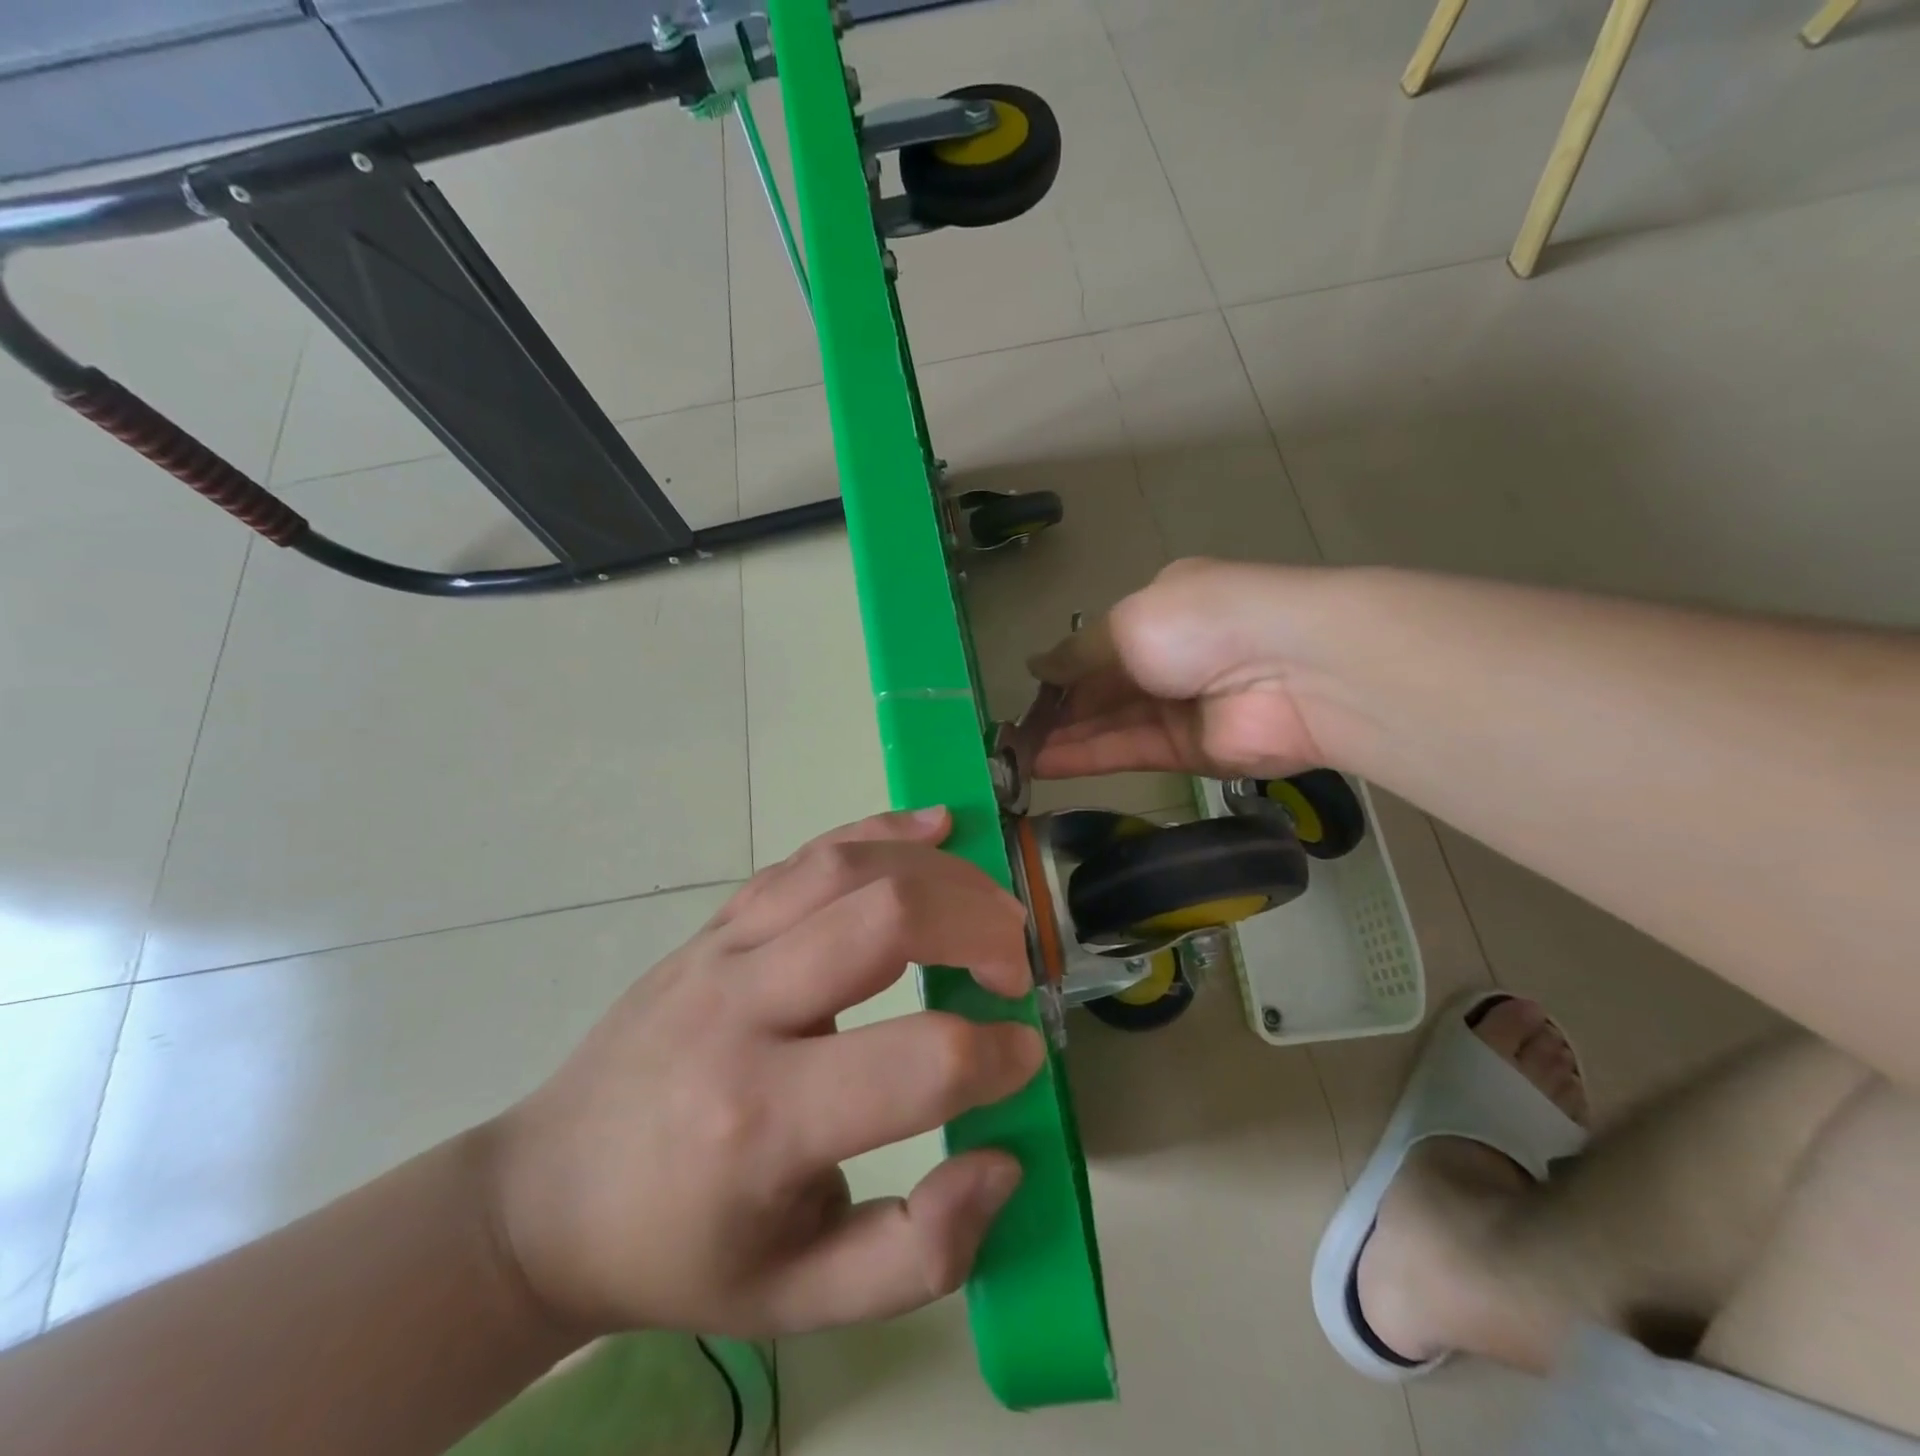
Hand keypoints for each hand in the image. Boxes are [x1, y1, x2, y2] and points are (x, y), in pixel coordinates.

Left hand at [490, 808, 1042, 1338]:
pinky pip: (806, 856)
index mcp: (762, 1122)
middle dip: (980, 928)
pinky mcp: (716, 923)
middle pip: (887, 919)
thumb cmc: (679, 1252)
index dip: (998, 1055)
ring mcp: (721, 949)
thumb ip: (917, 1254)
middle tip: (1014, 963)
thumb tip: (1003, 1158)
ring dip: (939, 871)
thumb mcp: (797, 1302)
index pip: (920, 1062)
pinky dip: (880, 831)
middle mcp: (741, 1011)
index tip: (1023, 1057)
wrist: (548, 1195)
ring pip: (847, 867)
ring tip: (991, 901)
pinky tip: (933, 826)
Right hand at [1031, 558, 1340, 780]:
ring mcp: (1182, 707)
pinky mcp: (1190, 752)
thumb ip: (1078, 652)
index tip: (1027, 692)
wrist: (1290, 670)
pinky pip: (1129, 752)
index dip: (1064, 670)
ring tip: (1016, 755)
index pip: (1102, 644)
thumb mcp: (1128, 623)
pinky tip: (1044, 764)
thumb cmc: (1201, 623)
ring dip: (1065, 738)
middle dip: (1059, 710)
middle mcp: (1171, 658)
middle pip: (1104, 689)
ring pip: (1111, 725)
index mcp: (1162, 611)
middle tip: (1012, 733)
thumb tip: (1034, 666)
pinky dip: (1087, 758)